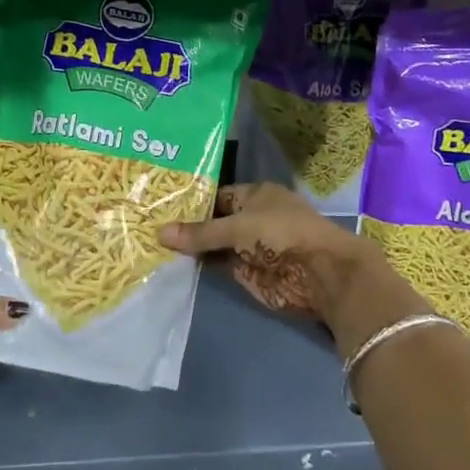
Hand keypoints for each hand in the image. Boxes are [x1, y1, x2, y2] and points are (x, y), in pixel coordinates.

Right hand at [161, 183, 368, 319]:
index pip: (216, 195)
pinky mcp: (248, 273)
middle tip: (148, 224)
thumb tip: (159, 233)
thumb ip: (200, 233)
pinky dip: (200, 265)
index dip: (191, 201)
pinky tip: (171, 263)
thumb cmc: (281, 234)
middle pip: (213, 221)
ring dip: (191, 247)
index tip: (160, 205)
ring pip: (213, 244)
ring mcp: (249, 247)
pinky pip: (218, 265)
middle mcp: (251, 218)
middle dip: (187, 225)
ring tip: (151, 243)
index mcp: (255, 195)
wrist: (321, 274)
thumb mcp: (237, 227)